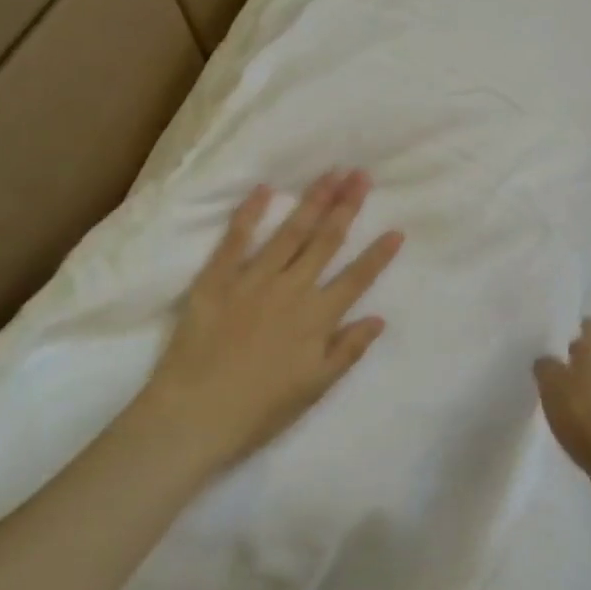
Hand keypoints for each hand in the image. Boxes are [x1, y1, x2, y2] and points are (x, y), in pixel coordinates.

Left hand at [140, 169, 402, 472]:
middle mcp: (291, 290)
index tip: (396, 230)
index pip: (356, 278)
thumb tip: (378, 319)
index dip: (378, 255)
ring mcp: (253, 280)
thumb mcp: (314, 388)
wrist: (194, 415)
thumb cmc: (259, 410)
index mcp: (317, 318)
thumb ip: (348, 350)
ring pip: (290, 232)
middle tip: (361, 176)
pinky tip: (265, 189)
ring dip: (313, 201)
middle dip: (347, 207)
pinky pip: (236, 239)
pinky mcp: (216, 279)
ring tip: (331, 173)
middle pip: (326, 241)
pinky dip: (250, 213)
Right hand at [534, 318, 590, 489]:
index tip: (555, 343)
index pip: (590, 325)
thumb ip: (546, 366)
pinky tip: (582, 425)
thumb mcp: (551, 385)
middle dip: (580, 361)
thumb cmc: (584, 414)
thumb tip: (548, 360)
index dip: (573, 330)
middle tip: (555, 375)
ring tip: (567, 403)